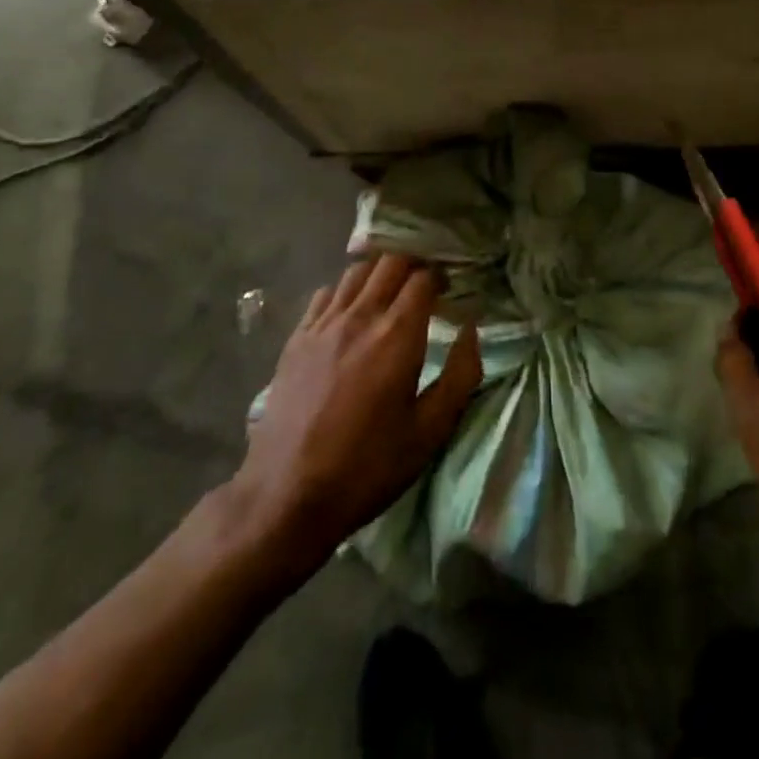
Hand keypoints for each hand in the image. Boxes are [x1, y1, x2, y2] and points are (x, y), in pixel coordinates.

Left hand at [231, 253, 481, 572]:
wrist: (287, 496)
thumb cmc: (368, 466)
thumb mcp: (430, 431)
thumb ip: (461, 375)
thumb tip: (471, 331)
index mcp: (397, 334)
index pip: (423, 277)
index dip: (441, 276)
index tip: (450, 290)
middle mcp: (360, 316)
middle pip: (390, 262)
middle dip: (413, 265)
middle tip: (424, 286)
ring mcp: (323, 324)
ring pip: (356, 271)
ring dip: (379, 273)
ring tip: (389, 293)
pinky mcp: (296, 339)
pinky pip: (325, 293)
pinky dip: (345, 291)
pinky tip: (350, 313)